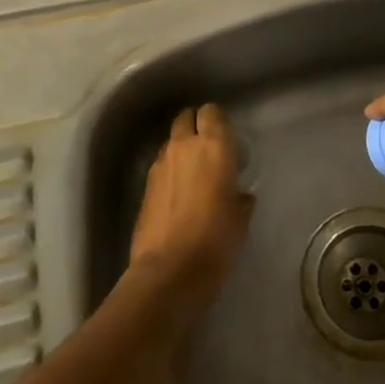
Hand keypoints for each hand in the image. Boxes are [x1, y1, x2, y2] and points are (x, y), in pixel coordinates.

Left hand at [129, 104, 252, 306]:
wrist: (169, 271)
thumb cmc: (216, 240)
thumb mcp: (240, 218)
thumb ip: (240, 197)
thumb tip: (238, 195)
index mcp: (213, 146)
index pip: (212, 112)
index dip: (218, 121)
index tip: (228, 139)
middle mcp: (183, 147)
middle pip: (186, 118)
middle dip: (196, 126)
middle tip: (209, 149)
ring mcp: (159, 166)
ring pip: (171, 143)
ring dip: (181, 150)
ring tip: (193, 174)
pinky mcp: (144, 187)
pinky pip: (160, 167)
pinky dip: (170, 172)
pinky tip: (178, 196)